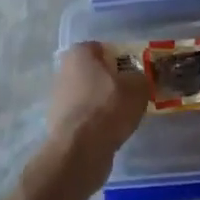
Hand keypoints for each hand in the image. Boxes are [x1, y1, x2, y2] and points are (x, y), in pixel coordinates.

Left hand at [44, 42, 146, 189]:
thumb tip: (138, 81)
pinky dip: (96, 123)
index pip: (104, 49)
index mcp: (79, 53)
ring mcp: (59, 98)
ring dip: (104, 104)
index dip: (122, 60)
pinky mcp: (59, 123)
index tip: (135, 75)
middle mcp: (64, 70)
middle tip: (132, 96)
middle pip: (95, 73)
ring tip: (123, 118)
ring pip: (90, 96)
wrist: (80, 150)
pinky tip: (110, 133)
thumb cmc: (108, 107)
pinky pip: (85, 117)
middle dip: (112, 83)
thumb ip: (141, 78)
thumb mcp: (138, 87)